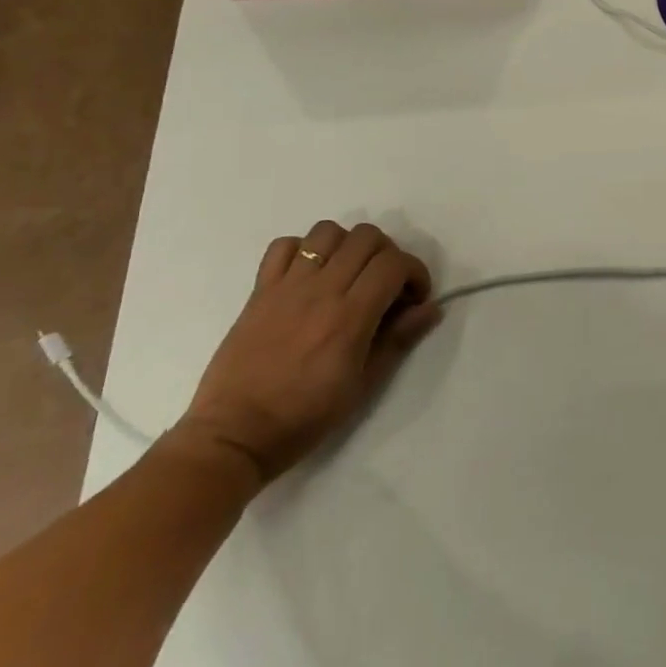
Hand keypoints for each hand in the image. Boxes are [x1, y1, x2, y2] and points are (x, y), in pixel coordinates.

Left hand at [173, 221, 442, 484]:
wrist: (234, 434)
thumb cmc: (304, 417)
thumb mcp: (362, 387)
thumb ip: (398, 340)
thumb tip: (431, 308)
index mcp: (350, 316)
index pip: (393, 264)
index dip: (414, 272)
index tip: (414, 297)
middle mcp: (321, 289)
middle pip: (366, 237)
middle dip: (388, 254)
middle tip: (386, 284)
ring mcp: (287, 285)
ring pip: (327, 232)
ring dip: (347, 245)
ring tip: (349, 273)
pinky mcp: (260, 289)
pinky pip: (283, 246)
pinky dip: (302, 249)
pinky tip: (309, 274)